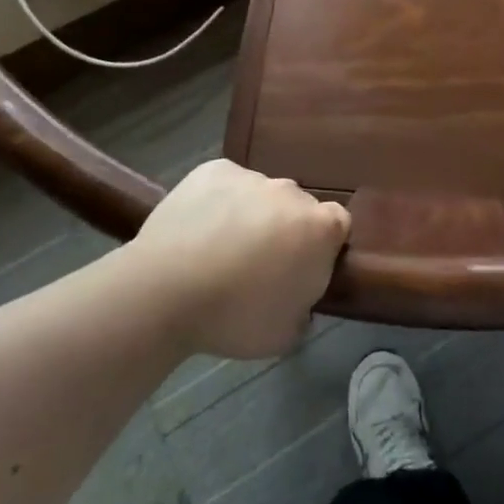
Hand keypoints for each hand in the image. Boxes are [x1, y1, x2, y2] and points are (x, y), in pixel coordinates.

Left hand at [127, 160, 349, 359]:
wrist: (165, 291)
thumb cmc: (234, 317)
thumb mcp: (285, 334)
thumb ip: (304, 309)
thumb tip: (299, 301)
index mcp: (320, 228)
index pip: (338, 225)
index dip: (322, 246)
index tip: (301, 268)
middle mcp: (292, 192)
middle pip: (298, 207)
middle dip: (285, 230)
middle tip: (258, 264)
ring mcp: (252, 177)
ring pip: (260, 195)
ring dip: (251, 215)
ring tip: (218, 249)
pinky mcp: (214, 169)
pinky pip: (226, 184)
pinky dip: (218, 201)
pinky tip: (197, 229)